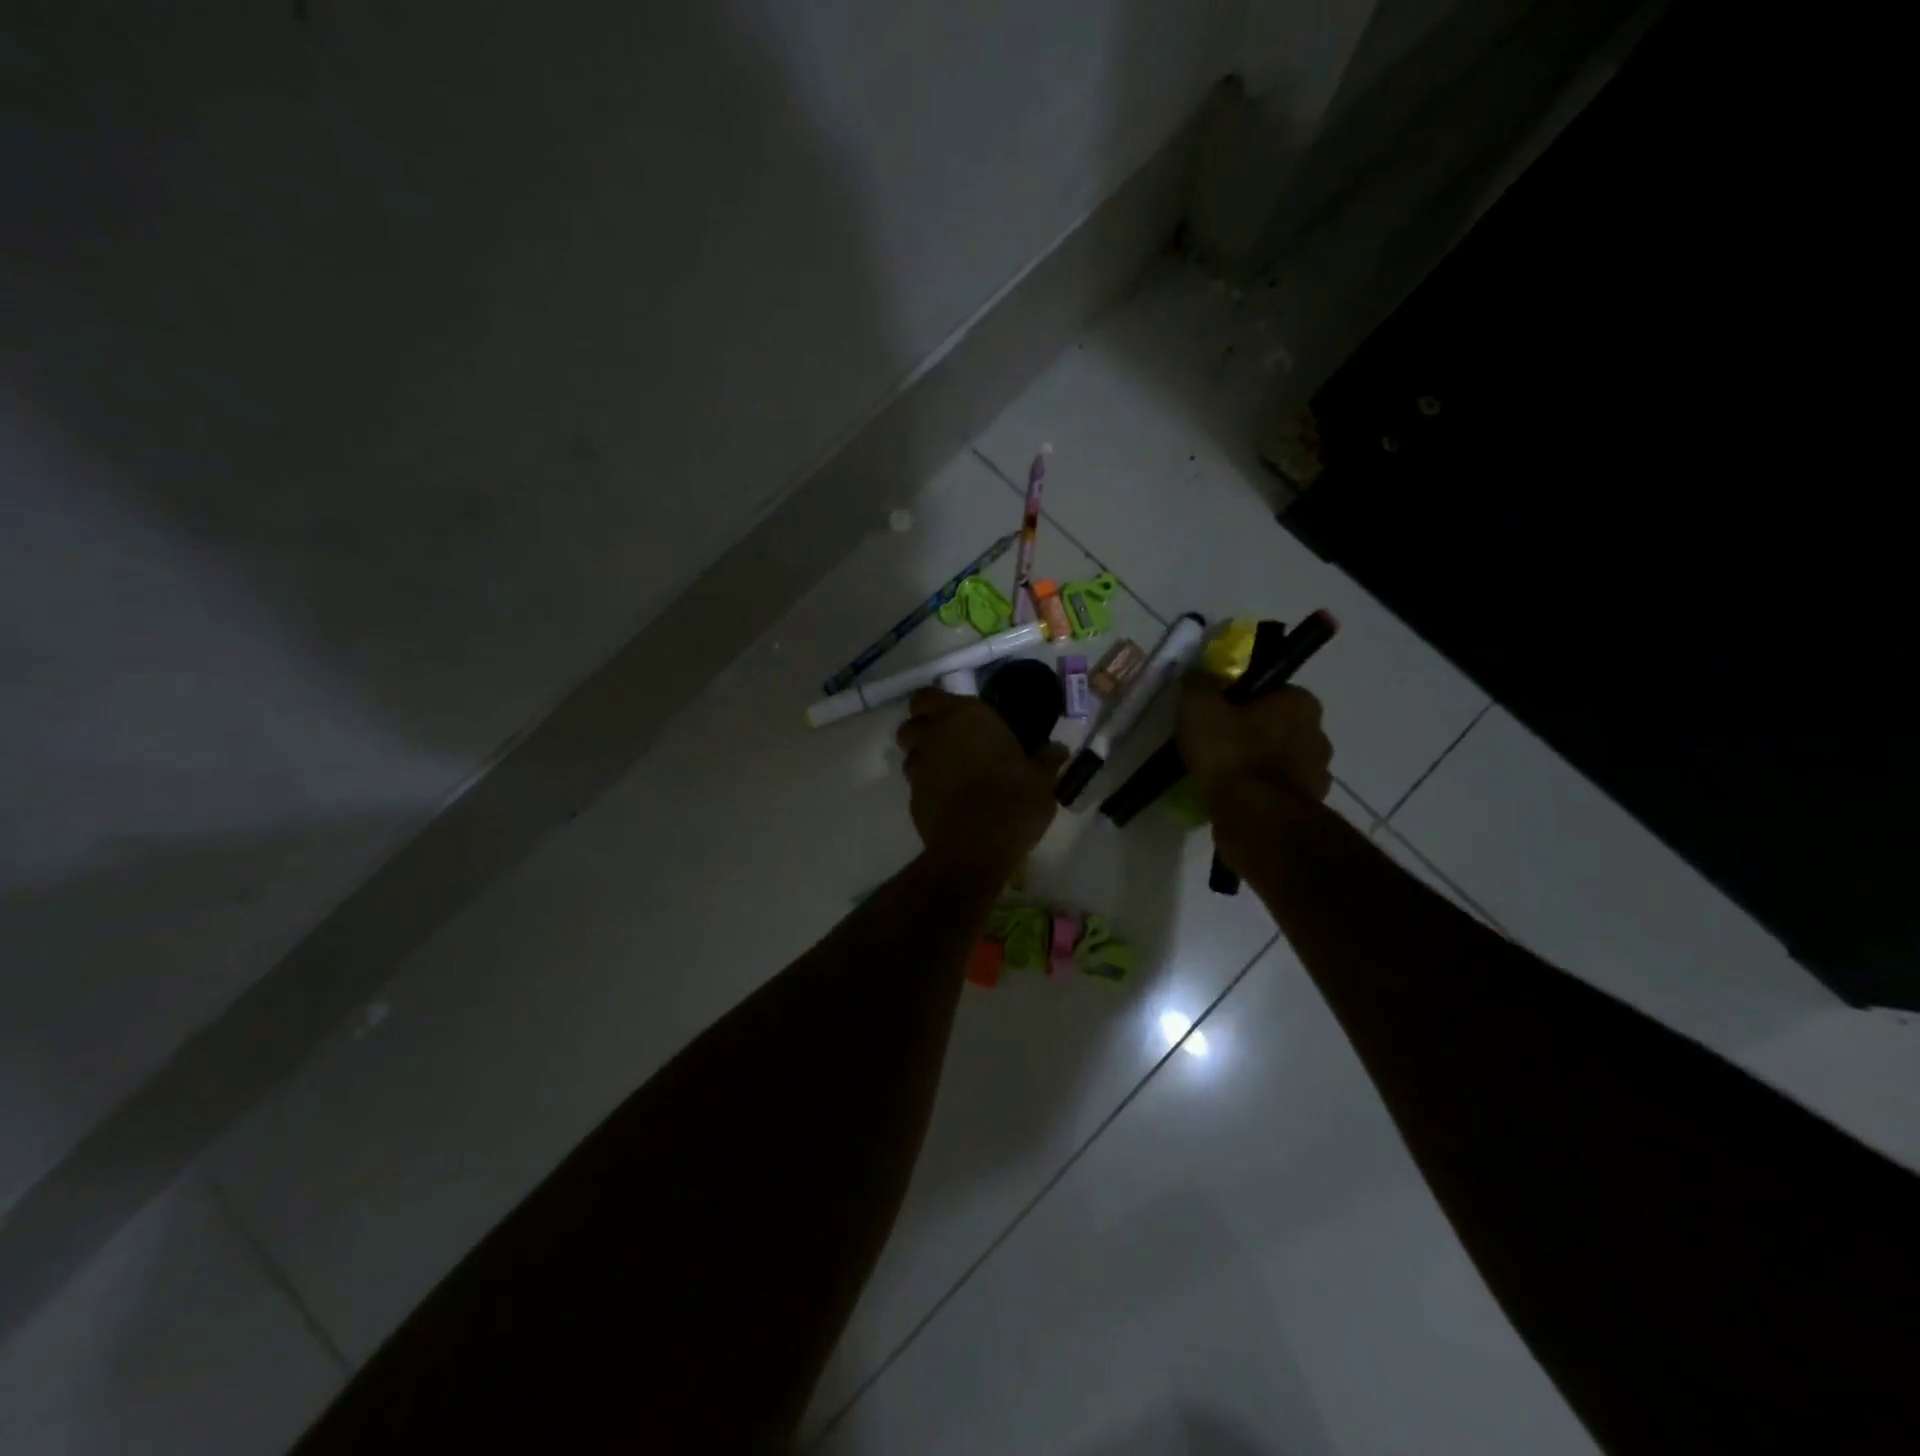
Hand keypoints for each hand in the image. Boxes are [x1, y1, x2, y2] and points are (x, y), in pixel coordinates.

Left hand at [896, 690, 1067, 876]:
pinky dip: (928, 787)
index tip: (956, 717)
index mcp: (964, 717)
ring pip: (910, 754)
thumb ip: (1046, 760)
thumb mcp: (1041, 780)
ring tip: (950, 772)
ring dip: (923, 758)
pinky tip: (950, 800)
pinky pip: (916, 784)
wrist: (976, 848)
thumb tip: (1057, 748)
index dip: (936, 705)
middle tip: (950, 742)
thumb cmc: (1012, 800)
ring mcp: (919, 768)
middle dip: (923, 729)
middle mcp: (934, 735)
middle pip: (913, 723)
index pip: (929, 696)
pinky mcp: (912, 799)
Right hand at [1177, 674, 1333, 816]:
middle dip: (1251, 733)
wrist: (1254, 818)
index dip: (1241, 701)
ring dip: (1257, 766)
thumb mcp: (1200, 707)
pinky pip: (1277, 792)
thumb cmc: (1231, 753)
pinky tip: (1233, 799)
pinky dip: (1259, 794)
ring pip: (1279, 761)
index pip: (1271, 692)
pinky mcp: (1307, 807)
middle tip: (1215, 744)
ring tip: (1220, 776)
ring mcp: (1317, 774)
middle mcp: (1318, 734)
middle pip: (1277, 727)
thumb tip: (1198, 675)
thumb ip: (1198, 685)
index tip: (1216, 713)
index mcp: (1301, 703)